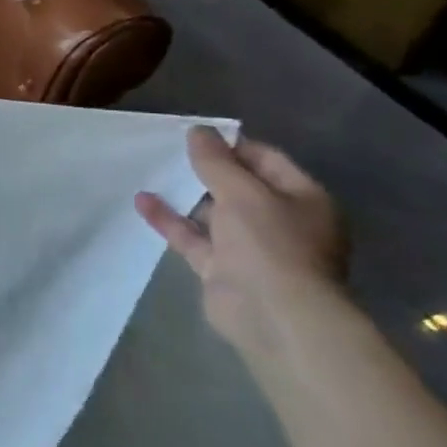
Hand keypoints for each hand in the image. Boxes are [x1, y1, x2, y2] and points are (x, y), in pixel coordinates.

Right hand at [135, 127, 347, 355]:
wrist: (273, 315)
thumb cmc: (270, 245)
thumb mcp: (242, 193)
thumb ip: (216, 161)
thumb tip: (197, 130)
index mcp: (303, 199)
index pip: (266, 160)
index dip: (231, 144)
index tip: (194, 134)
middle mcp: (280, 221)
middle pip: (239, 187)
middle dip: (206, 169)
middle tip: (169, 150)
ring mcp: (250, 247)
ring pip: (214, 213)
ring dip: (186, 194)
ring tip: (152, 171)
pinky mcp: (221, 268)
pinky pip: (193, 237)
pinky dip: (170, 220)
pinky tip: (142, 201)